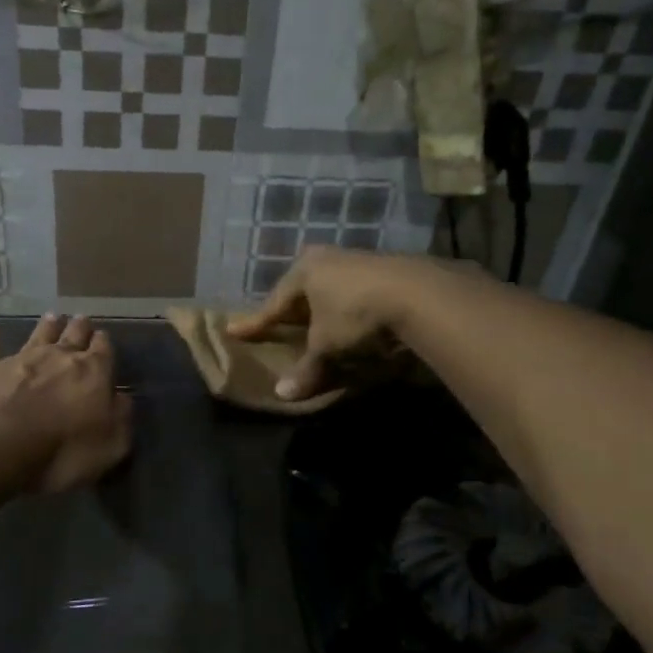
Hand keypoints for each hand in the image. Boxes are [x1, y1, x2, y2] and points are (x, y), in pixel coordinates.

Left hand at [0, 314, 133, 493]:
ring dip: (47, 326)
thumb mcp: (110, 445)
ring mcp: (21, 359)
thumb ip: (120, 418)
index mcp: (93, 372)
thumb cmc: (62, 449)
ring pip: (38, 335)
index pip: (104, 351)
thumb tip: (122, 398)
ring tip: (53, 316)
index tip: (104, 337)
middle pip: (73, 335)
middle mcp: (59, 357)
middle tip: (82, 319)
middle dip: (80, 328)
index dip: (104, 344)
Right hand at [227, 247, 425, 400]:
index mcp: (304, 270)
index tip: (235, 331)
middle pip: (301, 291)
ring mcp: (358, 260)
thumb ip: (306, 368)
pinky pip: (355, 292)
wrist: (417, 293)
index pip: (274, 303)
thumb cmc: (355, 315)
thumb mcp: (327, 345)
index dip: (256, 322)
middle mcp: (328, 258)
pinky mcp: (387, 269)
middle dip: (291, 310)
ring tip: (314, 324)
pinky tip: (351, 320)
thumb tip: (283, 394)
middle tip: (277, 325)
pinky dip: (347, 308)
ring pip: (330, 289)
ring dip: (322, 308)